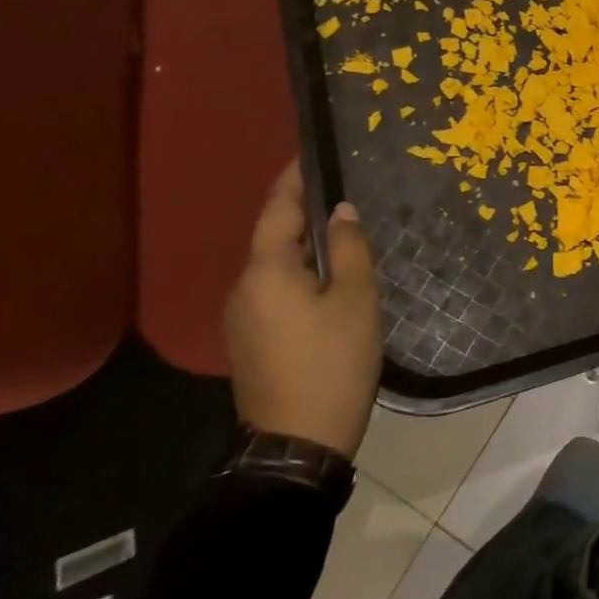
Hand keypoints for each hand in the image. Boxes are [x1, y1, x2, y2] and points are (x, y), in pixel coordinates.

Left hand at [223, 161, 381, 456]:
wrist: (297, 445)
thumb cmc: (332, 362)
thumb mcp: (355, 299)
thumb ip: (348, 249)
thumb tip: (341, 211)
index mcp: (266, 272)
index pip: (277, 210)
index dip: (294, 180)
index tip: (309, 153)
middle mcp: (244, 289)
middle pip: (273, 238)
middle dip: (302, 212)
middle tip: (342, 191)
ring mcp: (243, 319)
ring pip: (276, 267)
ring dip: (304, 246)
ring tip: (343, 231)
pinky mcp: (252, 341)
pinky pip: (276, 291)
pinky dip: (300, 274)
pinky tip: (330, 278)